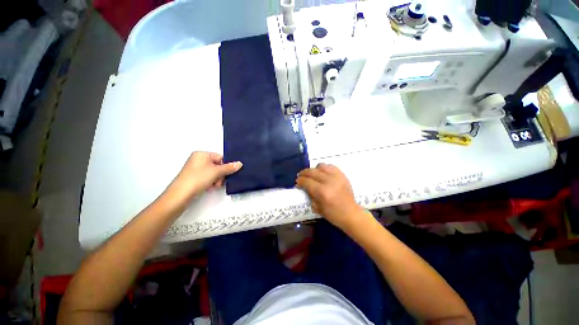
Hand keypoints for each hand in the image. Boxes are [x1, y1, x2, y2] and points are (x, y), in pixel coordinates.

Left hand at [163, 152, 241, 208]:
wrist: (181, 195)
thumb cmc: (198, 178)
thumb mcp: (216, 172)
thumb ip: (229, 167)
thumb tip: (240, 163)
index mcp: (202, 154)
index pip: (220, 157)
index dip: (226, 166)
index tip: (228, 173)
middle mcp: (198, 160)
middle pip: (217, 165)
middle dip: (221, 174)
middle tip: (219, 182)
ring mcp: (195, 169)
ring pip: (214, 173)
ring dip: (217, 179)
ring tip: (214, 186)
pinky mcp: (194, 177)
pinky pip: (208, 177)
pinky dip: (211, 182)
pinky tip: (210, 187)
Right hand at [296, 163, 363, 230]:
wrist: (351, 214)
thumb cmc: (333, 214)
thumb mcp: (317, 208)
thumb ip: (309, 195)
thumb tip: (303, 186)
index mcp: (322, 192)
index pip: (307, 181)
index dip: (300, 181)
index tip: (297, 182)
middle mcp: (329, 181)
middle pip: (312, 172)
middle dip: (304, 173)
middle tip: (300, 176)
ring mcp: (337, 177)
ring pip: (321, 166)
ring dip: (314, 169)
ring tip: (312, 174)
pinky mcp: (342, 175)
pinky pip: (330, 166)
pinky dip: (324, 168)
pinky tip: (322, 173)